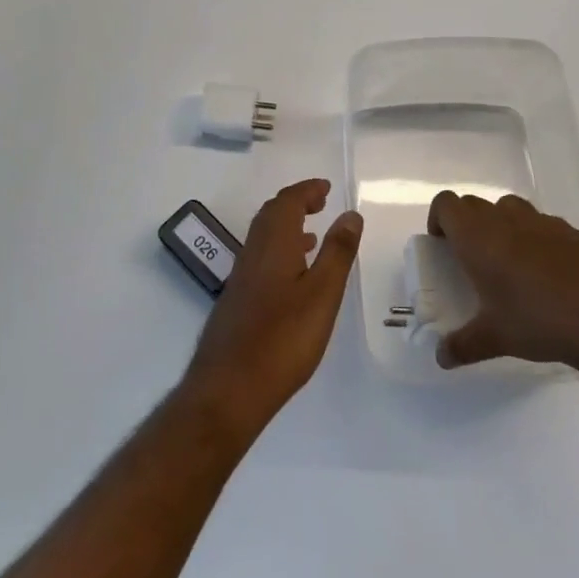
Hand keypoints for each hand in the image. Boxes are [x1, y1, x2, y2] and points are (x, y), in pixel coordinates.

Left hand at [183, 179, 361, 433]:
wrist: (227, 389)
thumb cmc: (282, 340)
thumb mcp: (322, 295)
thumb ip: (337, 253)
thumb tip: (350, 214)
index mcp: (272, 245)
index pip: (287, 202)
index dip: (307, 190)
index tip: (326, 188)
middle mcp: (252, 254)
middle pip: (271, 215)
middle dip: (295, 204)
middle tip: (321, 204)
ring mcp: (241, 279)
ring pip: (264, 239)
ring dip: (287, 228)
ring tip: (313, 236)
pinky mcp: (237, 302)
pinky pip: (260, 260)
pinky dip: (279, 252)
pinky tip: (292, 278)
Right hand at [426, 191, 578, 373]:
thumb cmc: (539, 321)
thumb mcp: (495, 339)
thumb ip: (463, 345)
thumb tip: (442, 358)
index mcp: (479, 236)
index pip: (446, 204)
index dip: (439, 218)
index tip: (442, 244)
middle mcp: (507, 219)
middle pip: (475, 204)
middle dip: (467, 224)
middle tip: (470, 258)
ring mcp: (543, 222)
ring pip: (510, 209)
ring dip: (501, 225)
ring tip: (508, 263)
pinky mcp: (573, 232)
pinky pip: (542, 225)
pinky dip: (534, 239)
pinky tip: (547, 275)